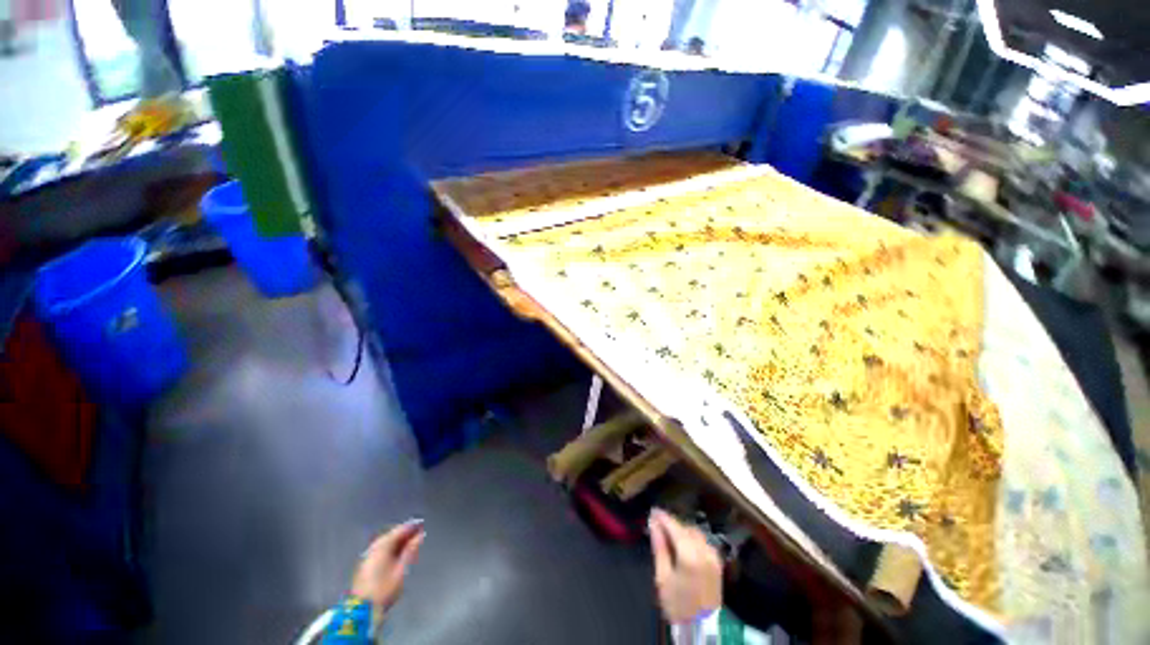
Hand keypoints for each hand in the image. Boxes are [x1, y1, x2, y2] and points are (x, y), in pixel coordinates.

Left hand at [350, 519, 424, 612]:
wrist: (365, 603)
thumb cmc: (385, 588)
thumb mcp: (401, 571)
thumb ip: (409, 553)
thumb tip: (417, 538)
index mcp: (381, 547)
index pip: (396, 532)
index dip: (409, 527)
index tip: (420, 523)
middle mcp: (373, 547)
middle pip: (390, 536)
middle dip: (403, 532)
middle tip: (417, 531)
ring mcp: (369, 554)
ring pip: (385, 541)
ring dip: (397, 539)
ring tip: (410, 540)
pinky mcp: (367, 562)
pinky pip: (382, 548)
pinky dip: (392, 546)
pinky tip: (397, 551)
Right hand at [648, 509, 722, 623]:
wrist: (699, 622)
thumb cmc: (676, 602)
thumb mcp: (662, 577)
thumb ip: (660, 550)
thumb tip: (654, 528)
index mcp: (691, 554)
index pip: (676, 528)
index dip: (664, 518)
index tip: (653, 511)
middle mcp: (706, 551)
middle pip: (689, 529)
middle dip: (674, 524)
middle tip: (657, 523)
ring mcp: (715, 556)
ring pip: (698, 535)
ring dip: (684, 531)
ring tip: (667, 533)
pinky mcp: (718, 562)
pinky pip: (705, 543)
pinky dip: (693, 540)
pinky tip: (682, 544)